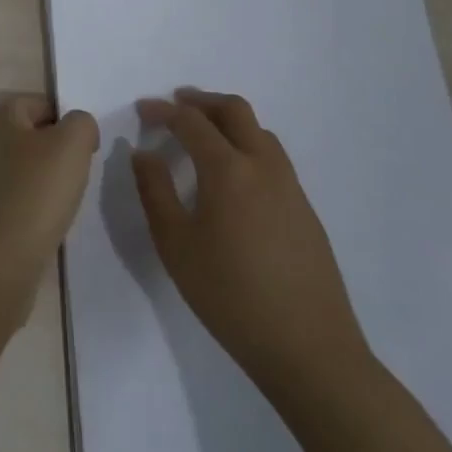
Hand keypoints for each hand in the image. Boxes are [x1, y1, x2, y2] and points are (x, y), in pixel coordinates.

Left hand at [0, 96, 97, 292]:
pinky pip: (10, 198)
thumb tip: (79, 128)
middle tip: (77, 170)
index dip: (62, 117)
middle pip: (23, 136)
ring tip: (64, 198)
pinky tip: (45, 221)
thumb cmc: (37, 190)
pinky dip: (28, 205)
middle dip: (50, 148)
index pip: (34, 104)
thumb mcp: (72, 145)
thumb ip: (81, 124)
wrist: (0, 257)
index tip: (85, 143)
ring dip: (39, 179)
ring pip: (16, 168)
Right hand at [131, 89, 369, 389]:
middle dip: (201, 101)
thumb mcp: (175, 244)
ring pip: (260, 132)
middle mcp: (264, 166)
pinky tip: (232, 176)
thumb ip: (155, 191)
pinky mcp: (305, 210)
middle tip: (175, 105)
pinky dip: (247, 146)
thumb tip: (144, 153)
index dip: (163, 111)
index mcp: (228, 170)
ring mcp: (291, 187)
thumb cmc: (230, 295)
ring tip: (202, 135)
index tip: (141, 111)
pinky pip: (273, 158)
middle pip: (235, 111)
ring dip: (228, 121)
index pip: (191, 122)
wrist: (309, 350)